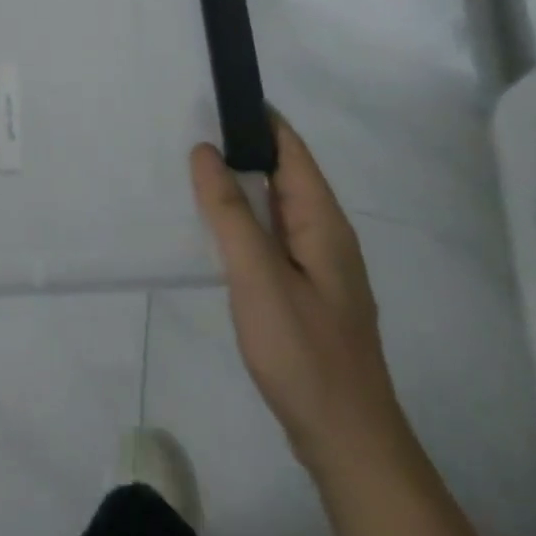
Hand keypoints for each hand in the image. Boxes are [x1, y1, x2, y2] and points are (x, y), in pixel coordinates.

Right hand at [189, 117, 405, 475]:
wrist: (347, 442)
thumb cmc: (304, 352)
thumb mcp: (258, 276)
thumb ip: (230, 211)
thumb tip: (205, 149)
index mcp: (322, 221)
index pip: (290, 148)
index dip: (258, 117)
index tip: (216, 93)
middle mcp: (325, 235)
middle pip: (283, 172)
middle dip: (243, 145)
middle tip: (189, 124)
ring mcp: (318, 265)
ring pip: (276, 206)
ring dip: (241, 182)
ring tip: (193, 166)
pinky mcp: (305, 291)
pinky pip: (271, 236)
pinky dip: (244, 217)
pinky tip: (216, 226)